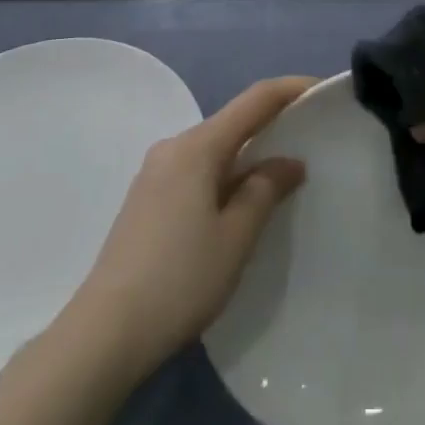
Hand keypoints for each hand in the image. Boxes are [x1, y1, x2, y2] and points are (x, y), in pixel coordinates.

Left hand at [67, 76, 314, 377]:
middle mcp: (174, 147)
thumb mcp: (235, 238)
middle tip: (310, 138)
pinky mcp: (146, 198)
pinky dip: (225, 173)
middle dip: (272, 123)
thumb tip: (289, 162)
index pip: (255, 100)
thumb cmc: (178, 281)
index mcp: (198, 146)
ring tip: (281, 174)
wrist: (102, 335)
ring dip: (248, 153)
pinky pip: (197, 168)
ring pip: (214, 147)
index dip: (291, 89)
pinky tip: (239, 201)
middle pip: (232, 121)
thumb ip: (265, 190)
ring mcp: (155, 172)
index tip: (322, 90)